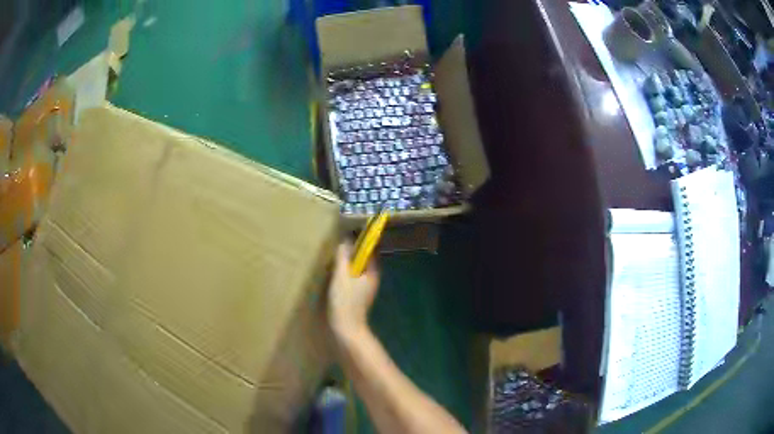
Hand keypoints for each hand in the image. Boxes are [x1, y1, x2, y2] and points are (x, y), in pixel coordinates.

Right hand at [327, 242, 379, 340]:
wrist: (346, 330)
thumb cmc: (345, 301)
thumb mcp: (342, 276)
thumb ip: (343, 257)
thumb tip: (345, 240)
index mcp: (373, 272)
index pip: (370, 249)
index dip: (361, 240)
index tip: (348, 232)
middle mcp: (372, 278)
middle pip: (363, 259)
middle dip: (352, 251)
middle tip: (337, 243)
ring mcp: (365, 288)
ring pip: (357, 269)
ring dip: (347, 262)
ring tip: (333, 256)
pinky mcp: (357, 296)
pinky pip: (352, 278)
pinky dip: (344, 273)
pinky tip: (333, 273)